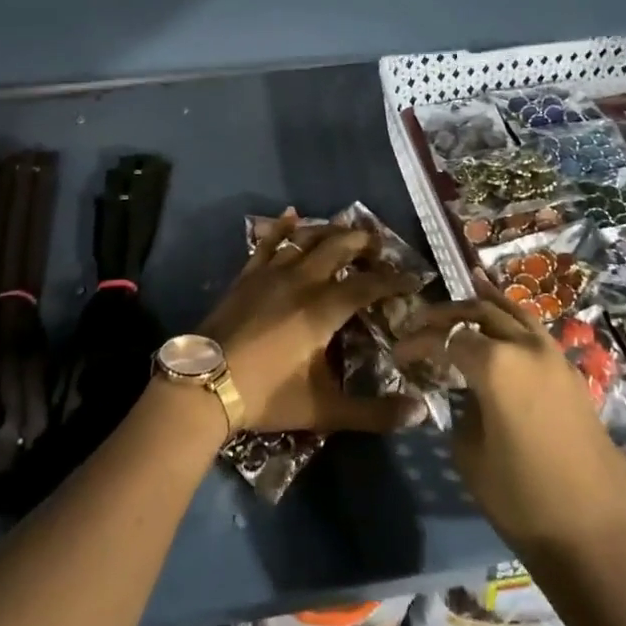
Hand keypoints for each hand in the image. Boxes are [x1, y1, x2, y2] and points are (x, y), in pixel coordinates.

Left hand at [198, 211, 424, 434]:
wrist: (204, 384)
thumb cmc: (266, 395)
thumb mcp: (324, 410)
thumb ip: (373, 412)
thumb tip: (420, 412)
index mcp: (323, 310)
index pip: (368, 285)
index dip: (394, 280)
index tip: (414, 279)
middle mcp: (301, 281)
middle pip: (338, 248)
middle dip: (363, 243)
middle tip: (380, 246)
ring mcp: (270, 274)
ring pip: (305, 238)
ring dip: (329, 231)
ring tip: (346, 228)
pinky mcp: (247, 275)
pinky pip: (268, 242)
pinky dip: (283, 226)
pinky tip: (291, 214)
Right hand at [397, 272, 625, 552]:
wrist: (592, 535)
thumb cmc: (520, 497)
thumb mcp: (469, 453)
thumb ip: (462, 410)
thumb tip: (467, 396)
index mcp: (495, 364)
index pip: (446, 338)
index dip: (418, 342)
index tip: (399, 353)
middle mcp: (526, 349)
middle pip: (481, 313)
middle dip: (448, 314)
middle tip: (422, 322)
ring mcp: (556, 359)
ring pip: (516, 314)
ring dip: (488, 303)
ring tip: (469, 286)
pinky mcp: (573, 376)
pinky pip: (537, 335)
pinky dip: (516, 321)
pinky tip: (506, 322)